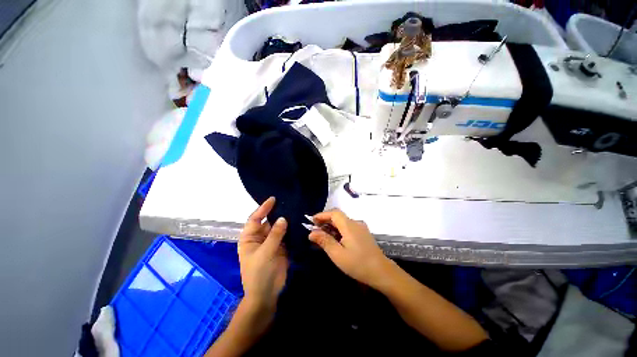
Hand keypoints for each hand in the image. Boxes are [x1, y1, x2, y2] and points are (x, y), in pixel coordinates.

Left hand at [238, 197, 288, 314]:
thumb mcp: (265, 252)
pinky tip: (299, 222)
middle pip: (268, 221)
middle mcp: (260, 237)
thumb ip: (275, 235)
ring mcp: (271, 242)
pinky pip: (286, 235)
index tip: (273, 199)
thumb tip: (283, 218)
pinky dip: (291, 229)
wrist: (266, 294)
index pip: (255, 219)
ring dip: (286, 220)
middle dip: (277, 213)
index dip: (263, 208)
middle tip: (288, 202)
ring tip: (295, 209)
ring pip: (278, 227)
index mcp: (250, 238)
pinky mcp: (281, 247)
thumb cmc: (259, 273)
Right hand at [308, 209, 393, 288]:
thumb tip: (311, 233)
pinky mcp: (363, 233)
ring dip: (332, 225)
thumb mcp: (338, 254)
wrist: (382, 272)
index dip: (322, 215)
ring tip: (323, 234)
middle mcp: (355, 223)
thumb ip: (324, 241)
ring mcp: (361, 228)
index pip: (334, 213)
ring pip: (343, 221)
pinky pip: (348, 226)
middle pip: (338, 216)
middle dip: (325, 220)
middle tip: (315, 229)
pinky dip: (339, 229)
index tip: (312, 221)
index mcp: (349, 225)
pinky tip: (336, 239)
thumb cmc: (358, 264)